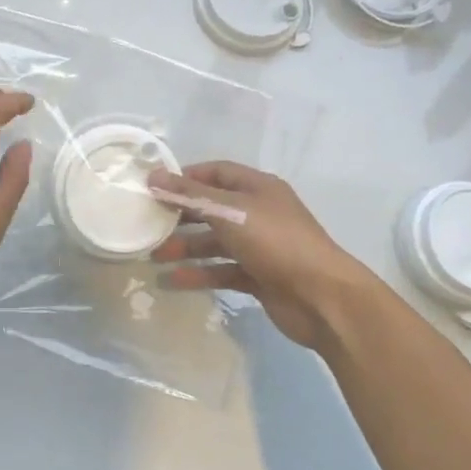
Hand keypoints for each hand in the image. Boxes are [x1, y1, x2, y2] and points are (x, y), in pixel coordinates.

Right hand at [148, 162, 379, 351]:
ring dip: (186, 247)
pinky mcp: (259, 276)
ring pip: (216, 242)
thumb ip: (189, 195)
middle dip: (181, 216)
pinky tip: (173, 281)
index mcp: (257, 187)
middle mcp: (259, 212)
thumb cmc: (275, 241)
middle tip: (148, 223)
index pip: (216, 172)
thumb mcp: (229, 211)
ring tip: (154, 257)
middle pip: (213, 208)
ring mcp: (260, 246)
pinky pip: (223, 270)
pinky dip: (200, 274)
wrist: (322, 297)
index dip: (185, 177)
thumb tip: (153, 175)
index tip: (154, 187)